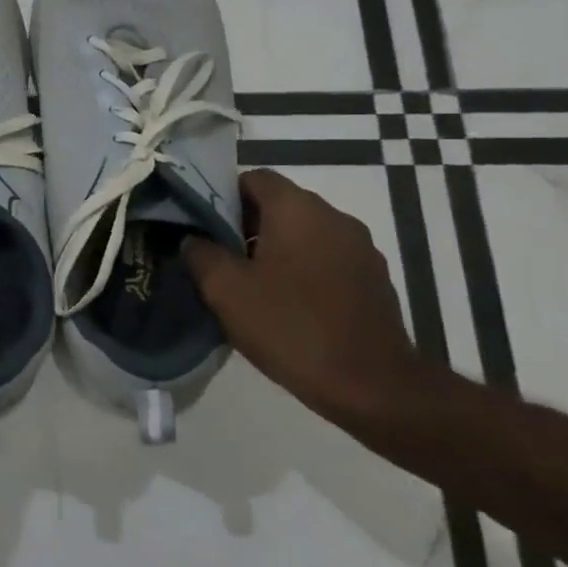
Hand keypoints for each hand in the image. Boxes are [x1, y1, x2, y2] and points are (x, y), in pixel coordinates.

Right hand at [183, 169, 427, 426]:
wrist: (374, 388)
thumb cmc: (291, 327)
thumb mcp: (226, 290)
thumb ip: (201, 254)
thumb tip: (193, 239)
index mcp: (298, 209)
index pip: (253, 178)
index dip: (221, 195)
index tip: (200, 225)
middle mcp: (334, 217)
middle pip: (279, 204)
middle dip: (244, 225)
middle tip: (216, 256)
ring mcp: (360, 249)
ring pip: (302, 233)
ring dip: (273, 248)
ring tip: (248, 282)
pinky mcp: (373, 279)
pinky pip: (325, 258)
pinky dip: (301, 269)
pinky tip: (284, 302)